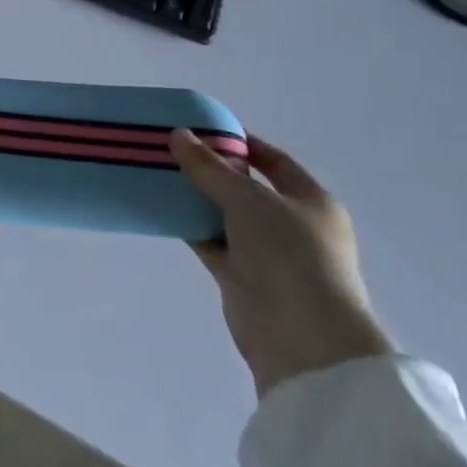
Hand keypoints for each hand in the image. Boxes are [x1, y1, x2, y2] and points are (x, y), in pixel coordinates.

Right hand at [169, 130, 392, 400]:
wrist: (301, 338)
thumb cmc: (290, 256)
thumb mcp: (249, 200)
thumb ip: (210, 168)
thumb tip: (178, 134)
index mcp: (310, 201)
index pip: (274, 161)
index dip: (241, 142)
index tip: (201, 128)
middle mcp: (290, 224)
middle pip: (245, 186)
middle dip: (210, 168)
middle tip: (169, 148)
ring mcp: (265, 252)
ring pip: (223, 214)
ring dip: (195, 197)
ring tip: (156, 172)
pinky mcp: (240, 275)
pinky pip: (209, 240)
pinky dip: (188, 225)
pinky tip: (159, 207)